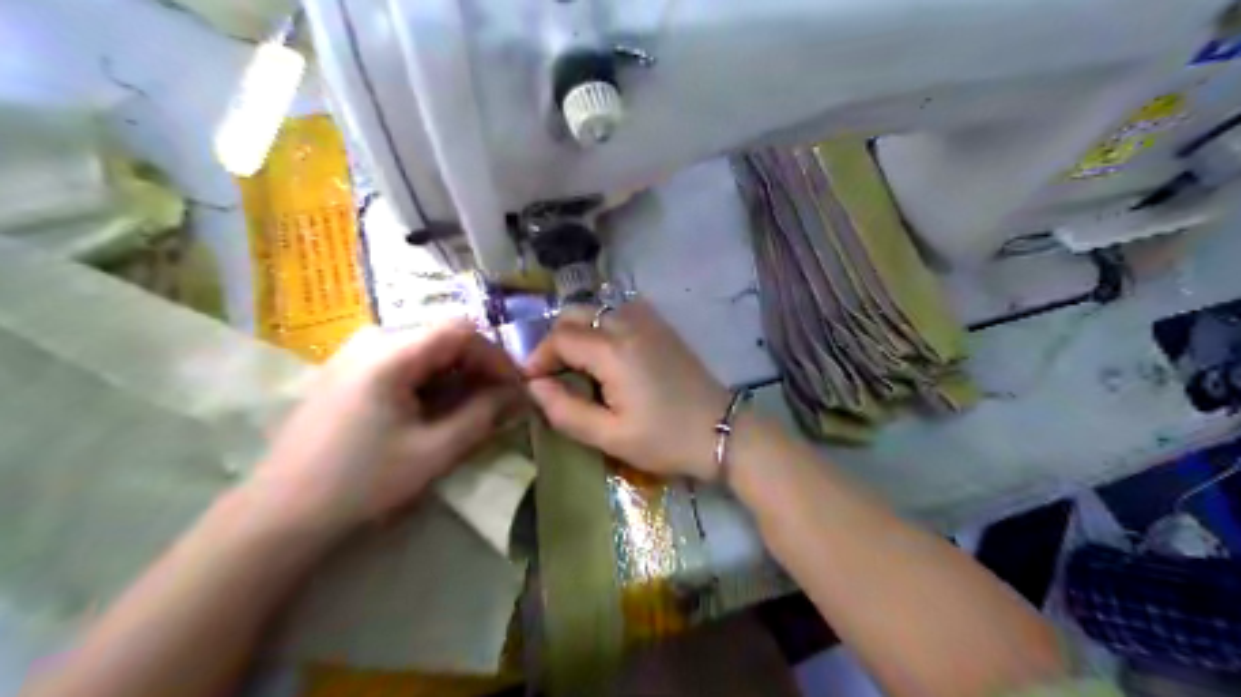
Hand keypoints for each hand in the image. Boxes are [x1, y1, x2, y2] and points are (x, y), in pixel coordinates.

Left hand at [251, 320, 522, 535]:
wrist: (281, 513)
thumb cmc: (361, 482)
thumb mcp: (433, 452)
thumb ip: (482, 416)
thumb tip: (517, 395)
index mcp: (390, 352)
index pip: (462, 331)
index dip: (497, 357)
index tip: (516, 390)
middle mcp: (372, 339)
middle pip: (443, 337)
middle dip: (478, 368)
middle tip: (498, 405)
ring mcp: (354, 352)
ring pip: (425, 349)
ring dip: (456, 376)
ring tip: (471, 411)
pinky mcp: (347, 370)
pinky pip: (402, 361)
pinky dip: (430, 381)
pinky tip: (434, 411)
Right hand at [519, 302, 728, 482]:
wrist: (721, 431)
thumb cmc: (664, 439)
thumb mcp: (610, 436)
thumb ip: (565, 410)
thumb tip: (534, 386)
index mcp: (613, 350)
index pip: (559, 338)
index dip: (538, 358)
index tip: (533, 384)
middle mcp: (628, 324)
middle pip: (574, 314)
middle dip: (555, 341)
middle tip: (554, 374)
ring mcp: (648, 321)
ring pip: (596, 309)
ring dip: (578, 331)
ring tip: (578, 366)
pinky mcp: (661, 326)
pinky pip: (619, 312)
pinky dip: (602, 326)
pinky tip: (606, 355)